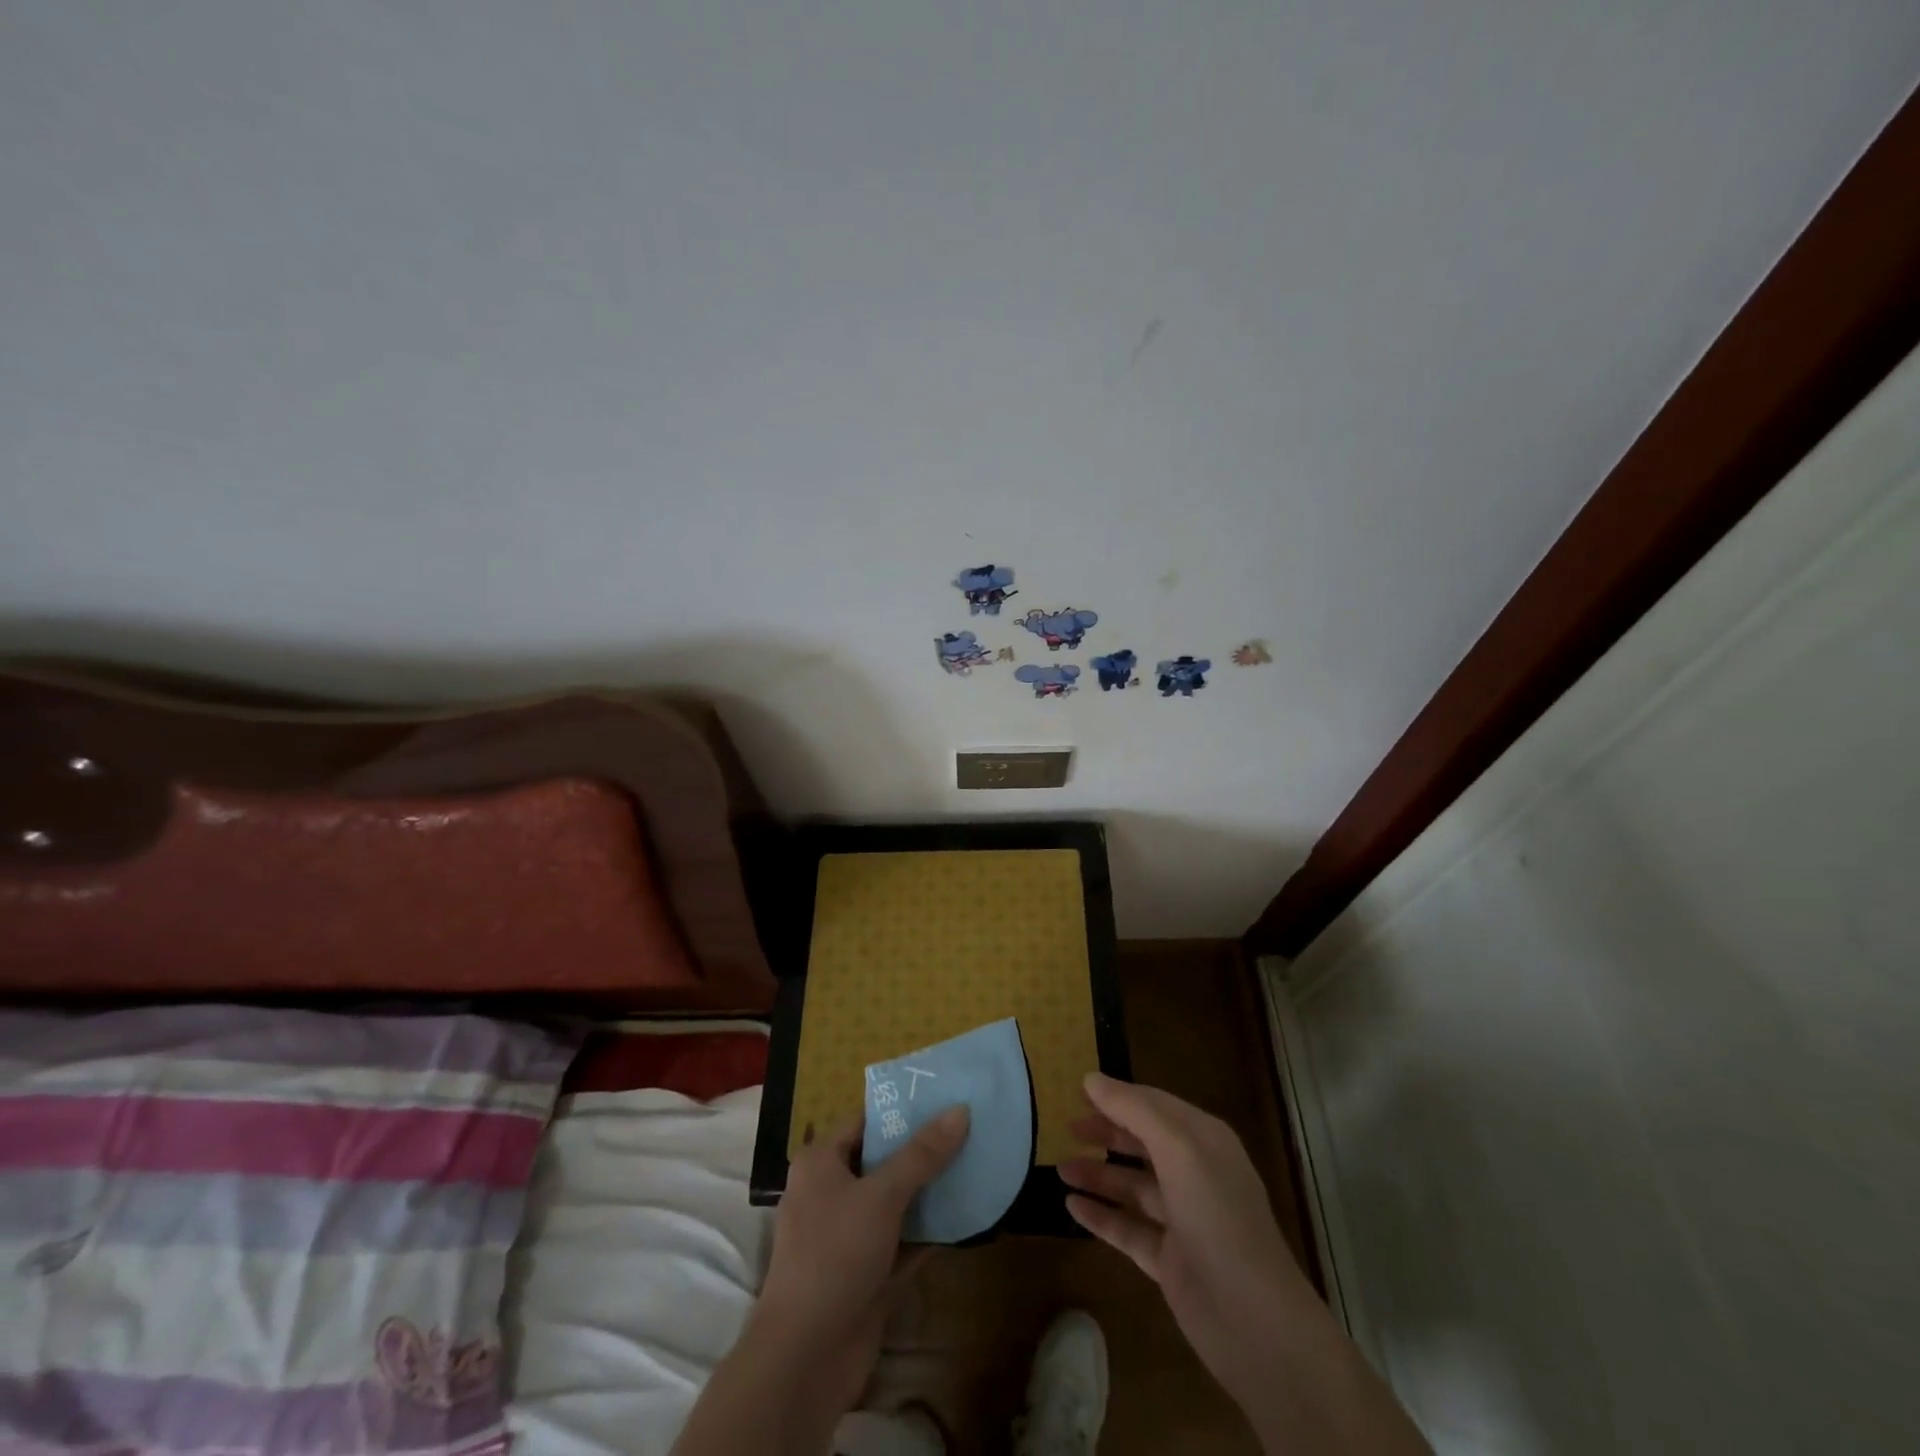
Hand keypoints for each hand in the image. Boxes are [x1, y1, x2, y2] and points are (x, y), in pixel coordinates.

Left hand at [674, 1107, 969, 1455]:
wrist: (805, 1358)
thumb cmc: (835, 1255)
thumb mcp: (882, 1195)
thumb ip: (922, 1154)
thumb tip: (960, 1109)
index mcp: (821, 1162)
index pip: (864, 1121)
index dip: (901, 1109)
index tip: (943, 1097)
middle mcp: (830, 1192)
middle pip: (882, 1161)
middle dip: (922, 1149)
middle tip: (967, 1128)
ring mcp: (848, 1236)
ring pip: (895, 1203)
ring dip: (929, 1191)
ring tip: (974, 1164)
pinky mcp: (865, 1274)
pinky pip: (902, 1242)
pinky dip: (928, 1232)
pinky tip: (964, 1218)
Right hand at [1060, 1074, 1310, 1404]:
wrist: (1253, 1320)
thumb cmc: (1217, 1217)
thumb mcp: (1178, 1149)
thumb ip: (1134, 1110)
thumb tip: (1092, 1078)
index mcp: (1204, 1141)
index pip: (1154, 1105)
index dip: (1117, 1096)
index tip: (1077, 1089)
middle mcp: (1195, 1174)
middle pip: (1142, 1143)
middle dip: (1105, 1133)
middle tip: (1066, 1128)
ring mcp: (1182, 1220)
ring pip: (1132, 1186)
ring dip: (1097, 1174)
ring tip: (1059, 1168)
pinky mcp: (1169, 1260)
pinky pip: (1128, 1228)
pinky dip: (1101, 1216)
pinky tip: (1071, 1207)